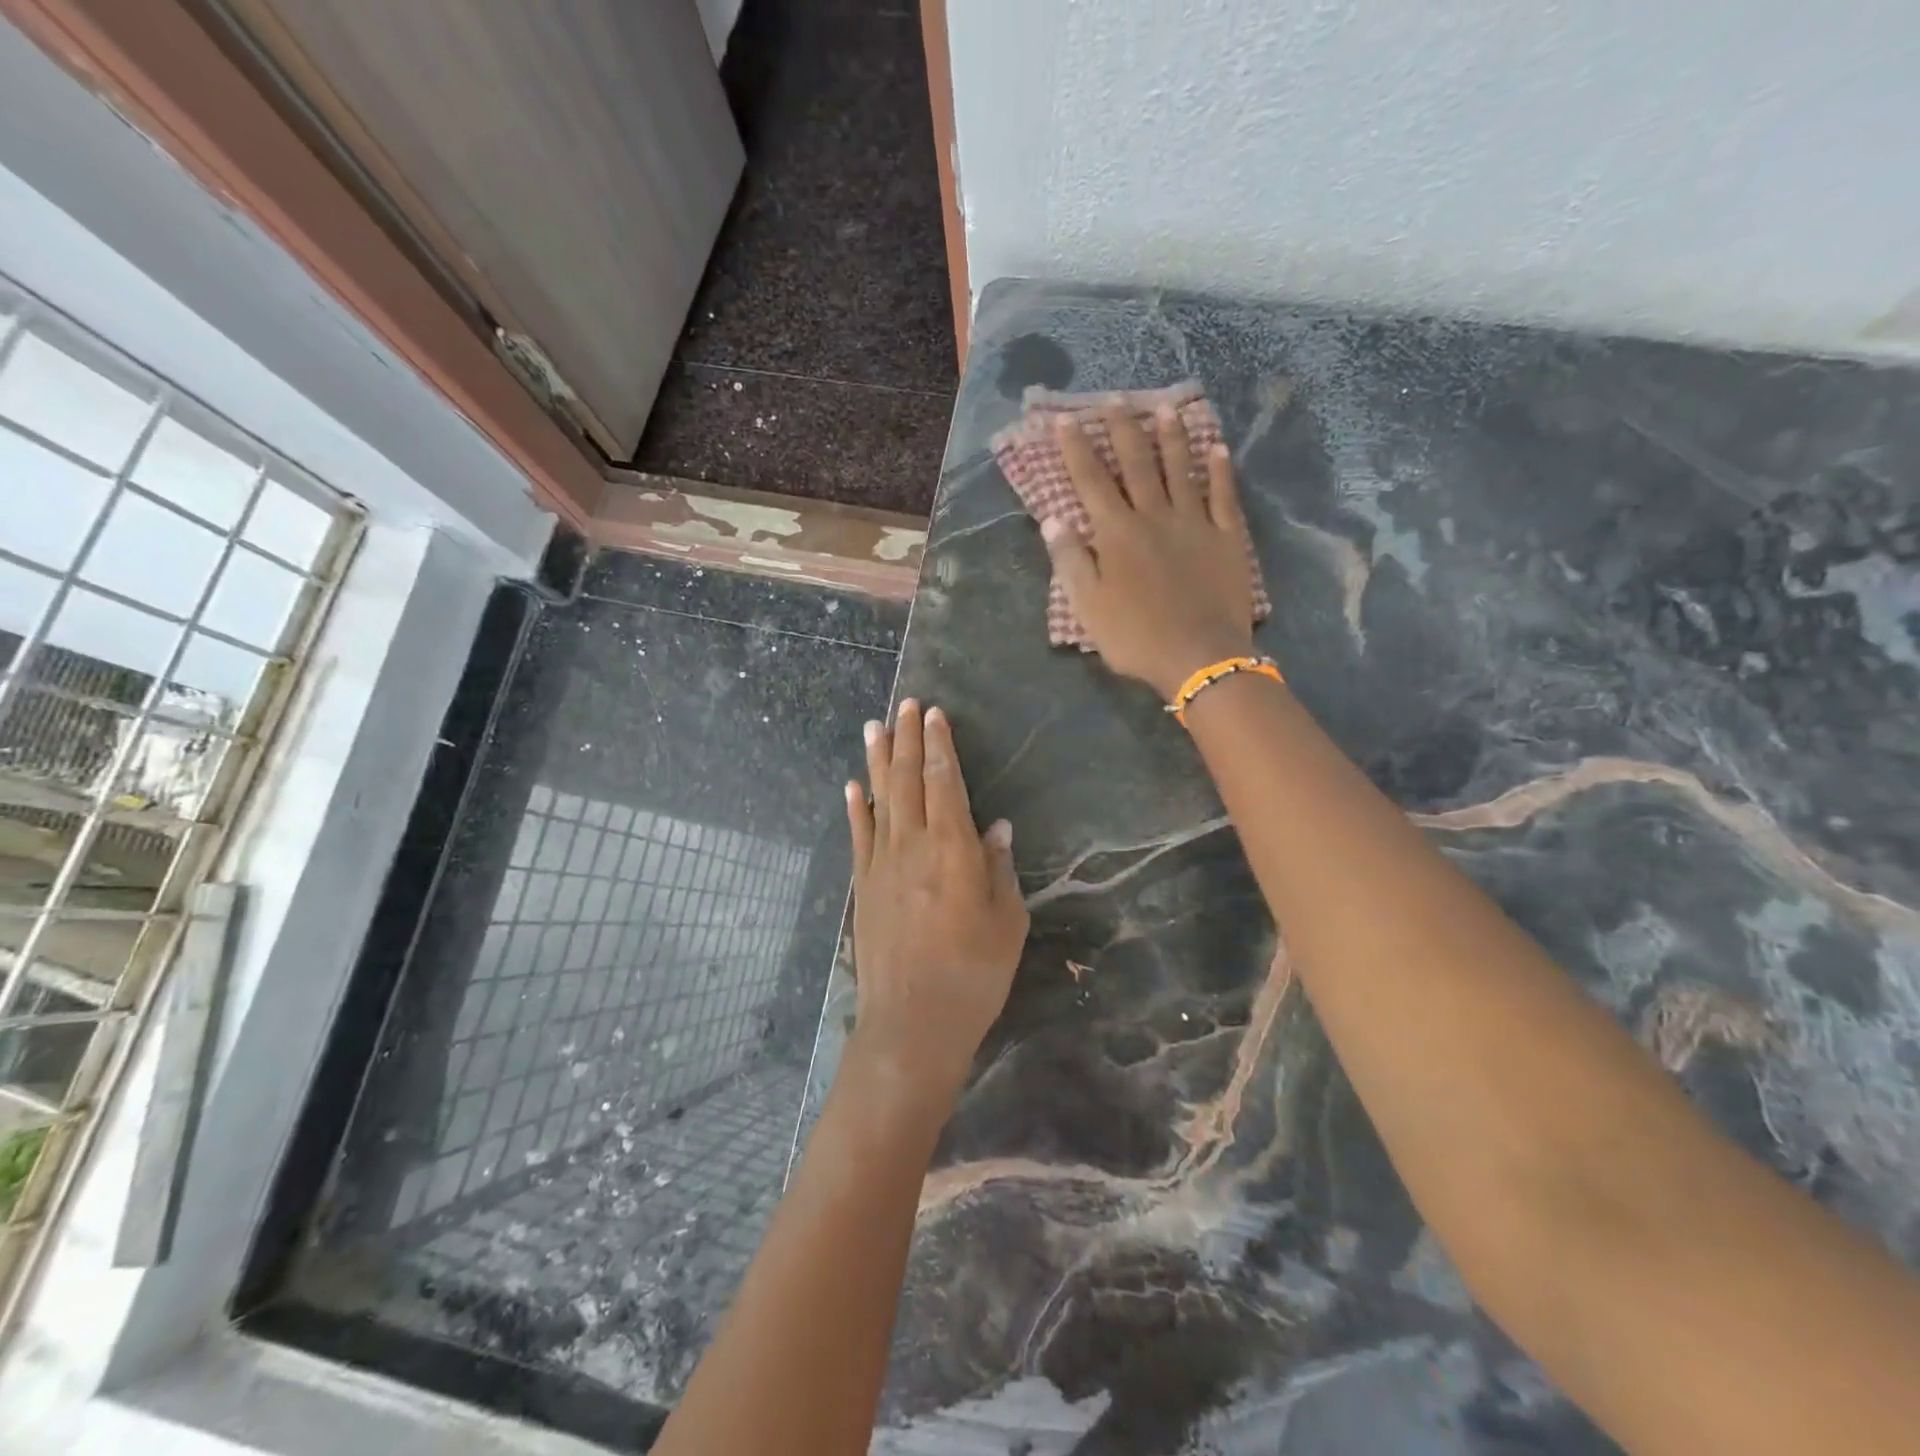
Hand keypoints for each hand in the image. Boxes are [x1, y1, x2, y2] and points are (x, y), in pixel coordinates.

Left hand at [845, 699, 1027, 1099]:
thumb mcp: (1007, 923)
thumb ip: (999, 869)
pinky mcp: (863, 885)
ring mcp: (881, 864)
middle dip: (908, 739)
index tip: (933, 714)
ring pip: (879, 798)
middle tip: (905, 704)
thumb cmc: (973, 974)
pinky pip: (859, 835)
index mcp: (954, 849)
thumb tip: (996, 827)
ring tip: (875, 726)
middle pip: (908, 779)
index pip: (945, 782)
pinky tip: (853, 785)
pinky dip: (856, 806)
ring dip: (878, 759)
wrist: (912, 1022)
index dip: (940, 745)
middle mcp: (912, 845)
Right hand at [1041, 404, 1255, 699]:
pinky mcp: (1227, 538)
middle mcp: (1154, 516)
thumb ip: (1071, 560)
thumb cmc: (1135, 637)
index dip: (1076, 448)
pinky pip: (1225, 496)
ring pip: (1182, 470)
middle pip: (1137, 464)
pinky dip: (1221, 470)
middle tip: (1115, 398)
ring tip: (1165, 408)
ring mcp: (1195, 523)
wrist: (1200, 657)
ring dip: (1172, 438)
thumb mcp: (1089, 607)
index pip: (1092, 481)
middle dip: (1123, 429)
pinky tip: (1218, 448)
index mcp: (1117, 533)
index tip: (1064, 419)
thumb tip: (1054, 518)